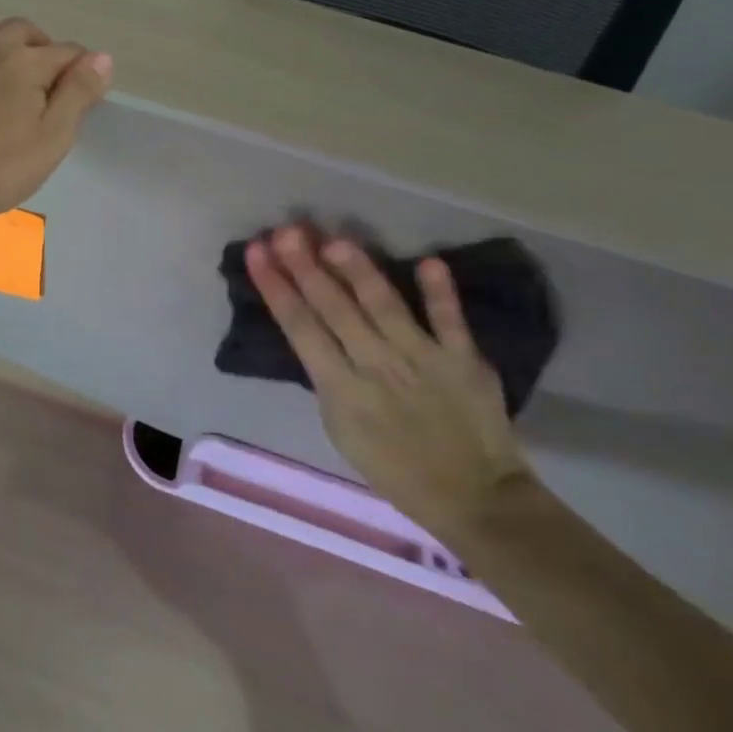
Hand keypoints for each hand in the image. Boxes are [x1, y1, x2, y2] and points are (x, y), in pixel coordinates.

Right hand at [244, 226, 532, 540]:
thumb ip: (328, 379)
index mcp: (340, 389)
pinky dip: (440, 293)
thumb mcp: (341, 430)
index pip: (299, 327)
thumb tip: (315, 333)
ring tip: (335, 240)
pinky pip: (450, 321)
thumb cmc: (395, 468)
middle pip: (334, 308)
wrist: (475, 500)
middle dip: (305, 266)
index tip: (257, 252)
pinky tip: (428, 261)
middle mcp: (376, 366)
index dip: (275, 287)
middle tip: (286, 231)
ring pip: (384, 305)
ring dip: (358, 271)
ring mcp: (422, 359)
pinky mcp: (463, 360)